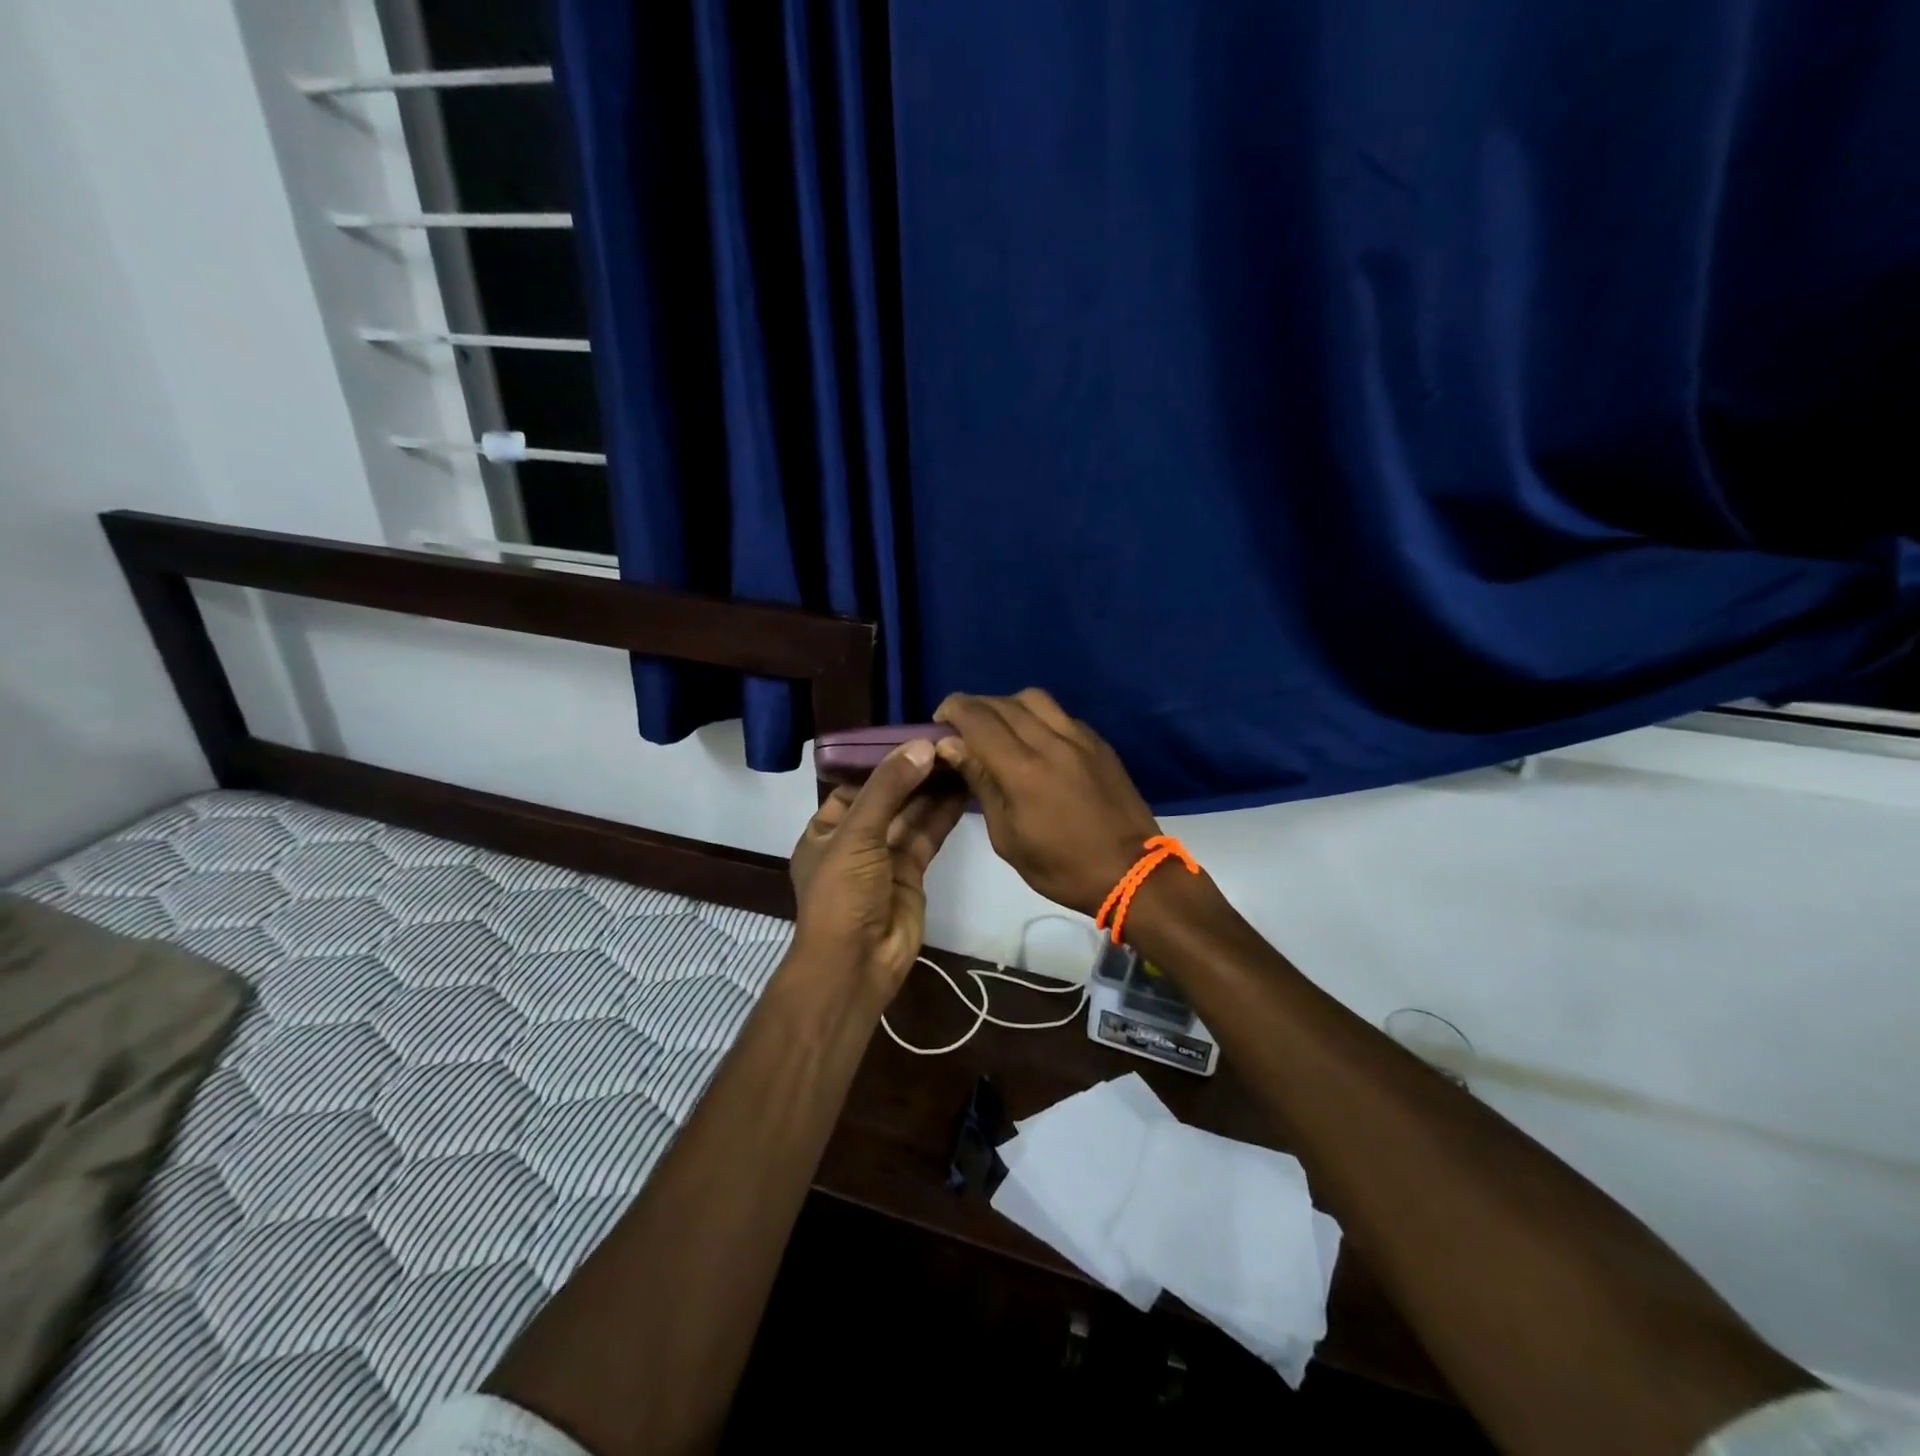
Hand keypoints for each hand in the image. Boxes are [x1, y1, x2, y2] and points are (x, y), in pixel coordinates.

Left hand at [788, 740, 966, 995]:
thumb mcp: (856, 834)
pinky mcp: (912, 874)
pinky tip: (964, 788)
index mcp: (825, 830)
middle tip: (947, 743)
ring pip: (912, 815)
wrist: (857, 964)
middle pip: (888, 798)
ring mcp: (884, 858)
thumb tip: (922, 745)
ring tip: (961, 758)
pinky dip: (944, 814)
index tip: (914, 737)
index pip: (854, 786)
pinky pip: (928, 836)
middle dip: (914, 774)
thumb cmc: (842, 895)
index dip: (882, 763)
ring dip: (933, 790)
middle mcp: (854, 841)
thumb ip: (888, 789)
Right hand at [932, 689, 1160, 916]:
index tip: (939, 721)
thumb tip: (953, 747)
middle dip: (975, 706)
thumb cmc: (1061, 867)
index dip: (952, 710)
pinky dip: (1037, 717)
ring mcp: (1080, 738)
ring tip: (998, 728)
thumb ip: (982, 784)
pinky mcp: (1099, 743)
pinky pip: (1060, 714)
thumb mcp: (1007, 838)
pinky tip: (1034, 740)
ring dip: (1007, 705)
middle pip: (1003, 703)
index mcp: (1023, 770)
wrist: (1131, 873)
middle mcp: (1051, 742)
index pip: (978, 718)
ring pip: (1034, 699)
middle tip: (961, 727)